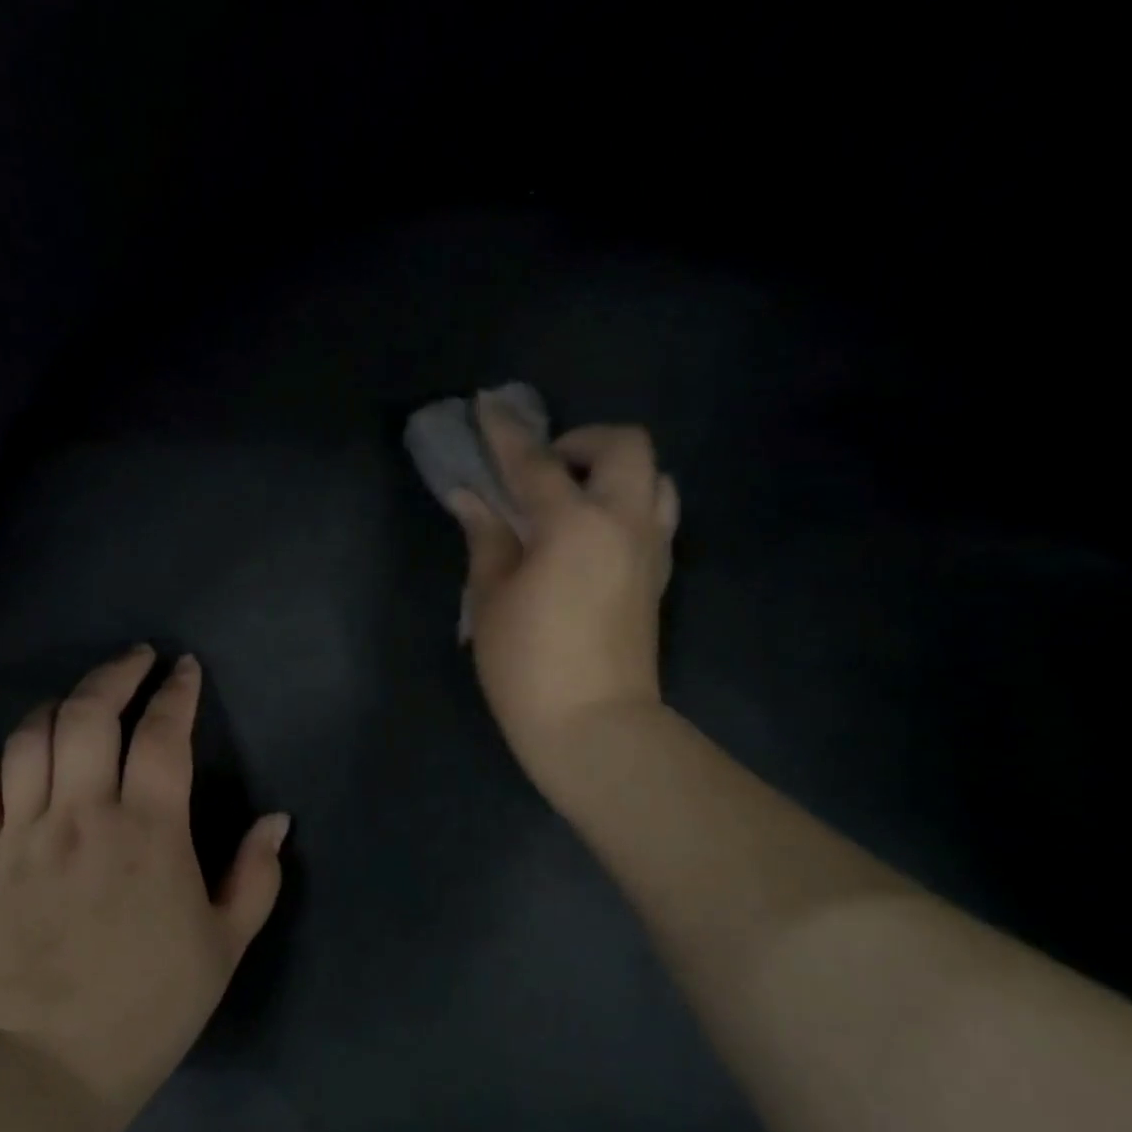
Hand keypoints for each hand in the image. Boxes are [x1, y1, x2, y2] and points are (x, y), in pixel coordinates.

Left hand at [0, 645, 290, 1119]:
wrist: (47, 1069)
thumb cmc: (149, 1004)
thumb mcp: (225, 944)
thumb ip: (255, 876)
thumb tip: (275, 821)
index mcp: (148, 830)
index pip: (162, 735)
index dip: (176, 692)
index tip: (184, 668)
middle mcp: (81, 816)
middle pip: (86, 716)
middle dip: (114, 675)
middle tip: (136, 660)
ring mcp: (24, 836)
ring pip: (29, 741)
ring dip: (56, 706)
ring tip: (79, 701)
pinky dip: (0, 763)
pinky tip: (19, 761)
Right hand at [450, 388, 679, 794]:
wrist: (594, 727)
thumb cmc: (528, 666)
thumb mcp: (490, 600)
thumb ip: (486, 539)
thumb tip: (472, 498)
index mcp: (575, 525)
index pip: (536, 462)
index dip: (506, 432)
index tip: (488, 404)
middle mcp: (624, 523)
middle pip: (624, 446)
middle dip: (583, 439)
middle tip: (545, 466)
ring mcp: (651, 550)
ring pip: (655, 478)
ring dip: (616, 471)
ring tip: (575, 497)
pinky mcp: (660, 578)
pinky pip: (657, 516)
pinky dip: (629, 504)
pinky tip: (594, 533)